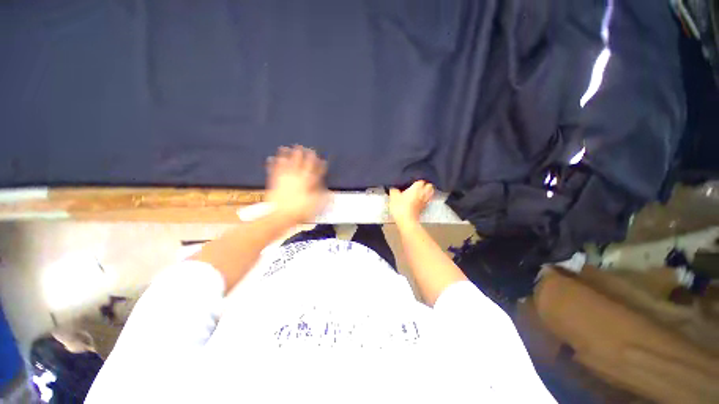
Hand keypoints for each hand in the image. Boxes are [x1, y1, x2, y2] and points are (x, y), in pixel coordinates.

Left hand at [266, 145, 328, 223]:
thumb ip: (322, 196)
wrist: (280, 216)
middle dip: (304, 155)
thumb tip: (329, 190)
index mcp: (307, 183)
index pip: (315, 171)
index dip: (319, 165)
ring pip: (287, 163)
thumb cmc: (299, 211)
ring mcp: (284, 179)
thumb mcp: (315, 205)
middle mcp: (296, 178)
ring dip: (287, 155)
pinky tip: (271, 158)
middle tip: (306, 148)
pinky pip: (273, 170)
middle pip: (301, 164)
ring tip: (287, 147)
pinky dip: (272, 164)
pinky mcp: (274, 182)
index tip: (322, 159)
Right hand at [389, 180, 433, 226]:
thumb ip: (394, 190)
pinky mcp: (424, 208)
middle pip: (430, 186)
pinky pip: (427, 201)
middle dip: (426, 185)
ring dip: (427, 192)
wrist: (406, 221)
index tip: (412, 181)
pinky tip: (419, 200)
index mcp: (416, 188)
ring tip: (421, 192)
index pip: (421, 180)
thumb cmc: (400, 207)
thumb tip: (394, 186)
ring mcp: (425, 201)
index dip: (417, 180)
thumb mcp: (393, 197)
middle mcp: (423, 193)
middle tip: (419, 186)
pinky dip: (425, 199)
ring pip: (430, 193)